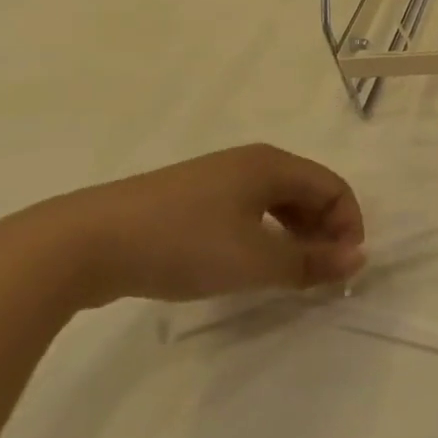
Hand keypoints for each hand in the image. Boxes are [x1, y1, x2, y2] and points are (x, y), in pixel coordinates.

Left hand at [0, 145, 365, 310]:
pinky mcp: (188, 200)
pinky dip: (263, 236)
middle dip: (323, 232)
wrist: (79, 245)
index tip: (342, 268)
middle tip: (319, 274)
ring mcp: (215, 179)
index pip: (334, 187)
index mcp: (271, 164)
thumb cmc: (181, 244)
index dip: (348, 226)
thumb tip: (358, 260)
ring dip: (294, 236)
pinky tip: (247, 265)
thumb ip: (311, 263)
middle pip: (308, 192)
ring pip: (276, 203)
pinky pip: (246, 212)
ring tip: (288, 274)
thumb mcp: (255, 260)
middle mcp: (249, 163)